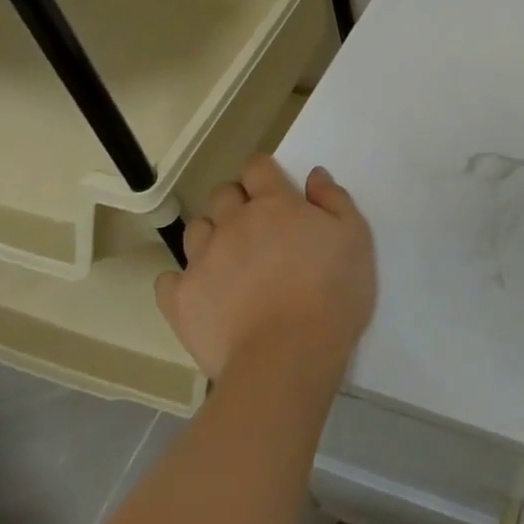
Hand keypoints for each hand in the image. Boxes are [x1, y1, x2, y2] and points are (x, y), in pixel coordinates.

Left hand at [155, 154, 376, 384]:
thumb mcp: (355, 238)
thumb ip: (334, 200)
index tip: (273, 186)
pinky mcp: (180, 301)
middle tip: (255, 224)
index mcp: (275, 204)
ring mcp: (202, 261)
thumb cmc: (333, 292)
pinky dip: (182, 279)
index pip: (257, 167)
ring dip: (211, 234)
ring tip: (229, 258)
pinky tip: (200, 289)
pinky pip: (168, 279)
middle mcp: (233, 223)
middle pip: (222, 194)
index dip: (263, 171)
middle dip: (236, 200)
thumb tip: (313, 176)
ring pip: (195, 230)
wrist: (288, 357)